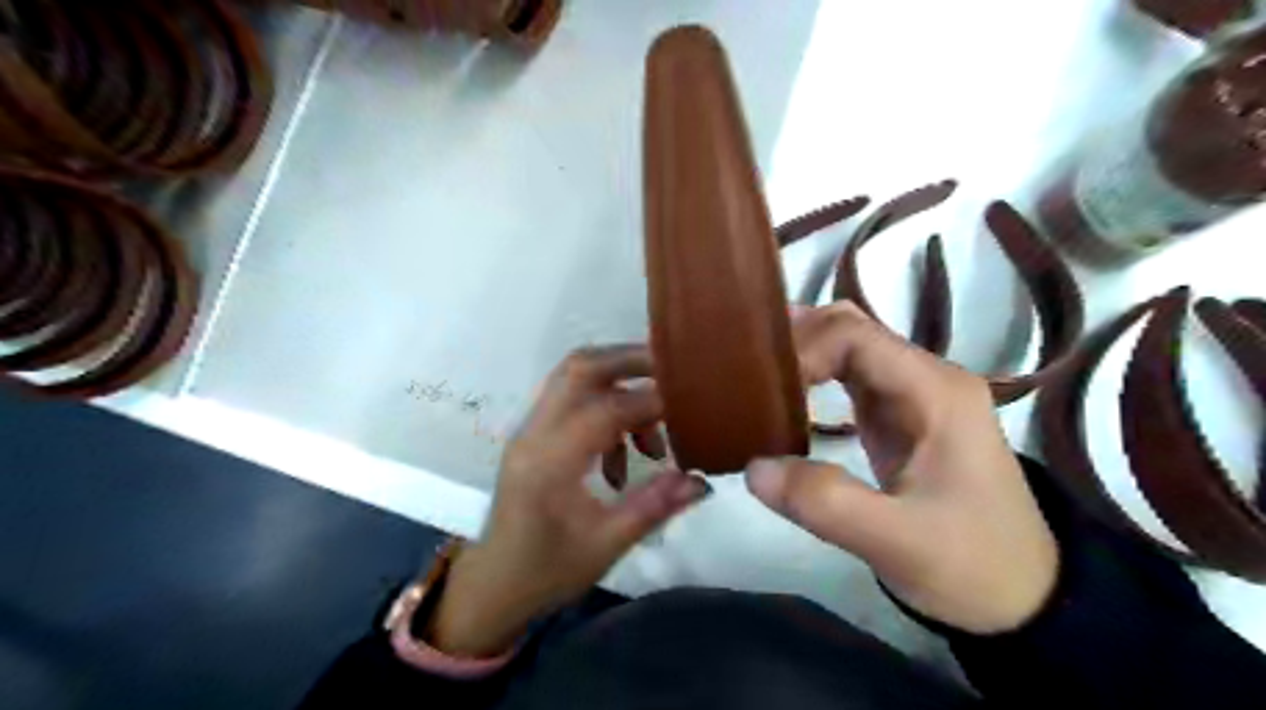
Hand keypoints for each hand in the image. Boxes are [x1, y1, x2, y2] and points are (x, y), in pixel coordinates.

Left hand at [431, 347, 710, 657]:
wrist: (494, 582)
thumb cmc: (547, 571)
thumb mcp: (605, 546)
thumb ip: (654, 506)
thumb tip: (701, 481)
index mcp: (548, 462)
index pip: (604, 410)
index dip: (650, 403)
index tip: (689, 408)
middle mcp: (534, 433)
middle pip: (581, 368)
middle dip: (630, 361)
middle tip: (672, 377)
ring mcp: (530, 429)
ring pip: (575, 376)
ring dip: (619, 385)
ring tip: (652, 435)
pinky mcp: (534, 434)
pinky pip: (573, 400)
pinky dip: (604, 409)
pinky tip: (623, 455)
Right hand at [749, 303, 1059, 634]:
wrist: (1021, 598)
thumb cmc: (972, 565)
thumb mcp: (897, 542)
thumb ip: (825, 503)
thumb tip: (753, 467)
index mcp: (935, 390)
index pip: (855, 335)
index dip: (802, 349)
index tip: (762, 388)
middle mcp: (925, 377)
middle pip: (851, 328)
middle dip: (797, 339)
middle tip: (745, 366)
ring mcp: (913, 395)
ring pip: (848, 347)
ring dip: (802, 352)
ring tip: (752, 371)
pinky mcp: (899, 417)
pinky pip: (849, 376)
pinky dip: (812, 376)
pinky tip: (782, 392)